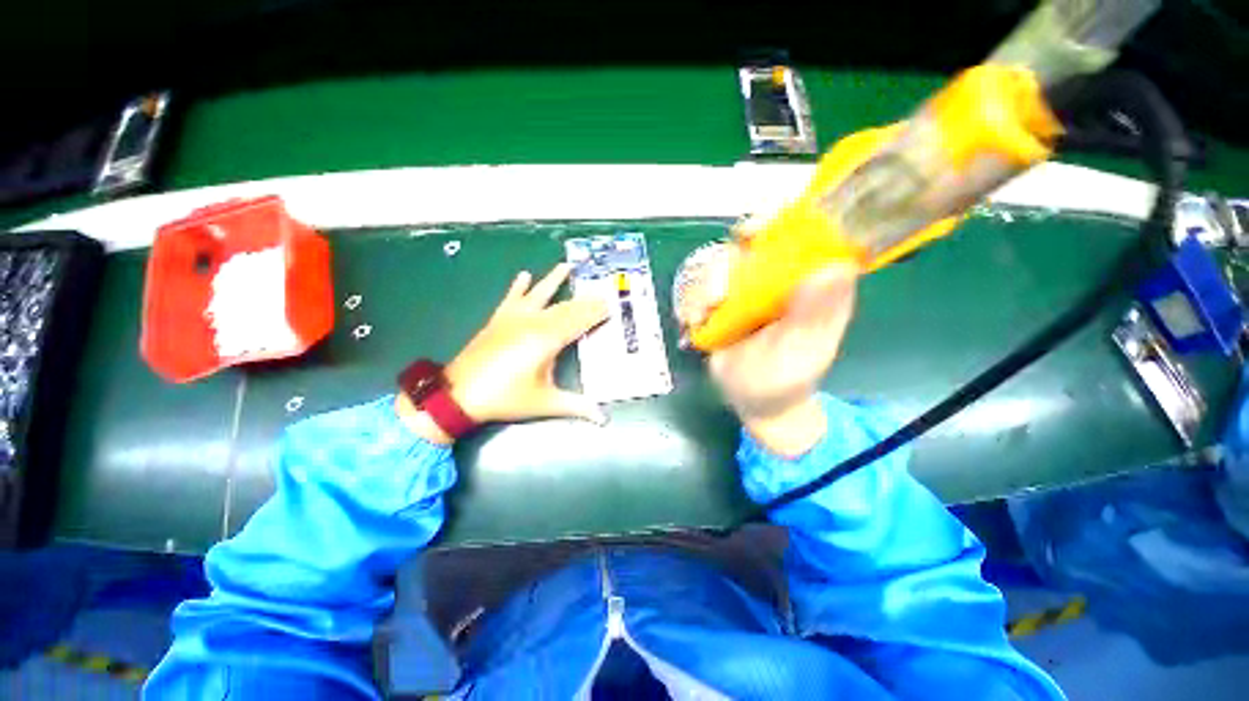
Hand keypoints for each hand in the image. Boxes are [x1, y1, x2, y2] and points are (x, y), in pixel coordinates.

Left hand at [399, 264, 608, 443]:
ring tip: (565, 266)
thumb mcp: (545, 403)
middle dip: (584, 300)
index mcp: (547, 339)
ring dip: (553, 281)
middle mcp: (532, 323)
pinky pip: (511, 298)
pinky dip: (518, 287)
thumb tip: (604, 419)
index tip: (610, 305)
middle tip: (600, 292)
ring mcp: (513, 319)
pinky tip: (524, 275)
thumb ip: (577, 406)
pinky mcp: (498, 320)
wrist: (458, 394)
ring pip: (540, 296)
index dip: (595, 313)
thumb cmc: (506, 398)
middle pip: (564, 307)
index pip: (578, 321)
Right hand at [680, 243, 858, 455]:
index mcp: (810, 283)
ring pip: (719, 264)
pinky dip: (692, 302)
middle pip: (750, 243)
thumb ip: (816, 314)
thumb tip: (833, 267)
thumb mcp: (803, 350)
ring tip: (704, 314)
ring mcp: (745, 290)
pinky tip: (695, 321)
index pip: (802, 233)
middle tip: (718, 289)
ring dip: (705, 286)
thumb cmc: (787, 379)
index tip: (756, 231)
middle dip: (729, 260)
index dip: (781, 221)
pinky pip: (699, 289)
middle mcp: (776, 279)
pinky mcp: (721, 304)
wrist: (756, 401)